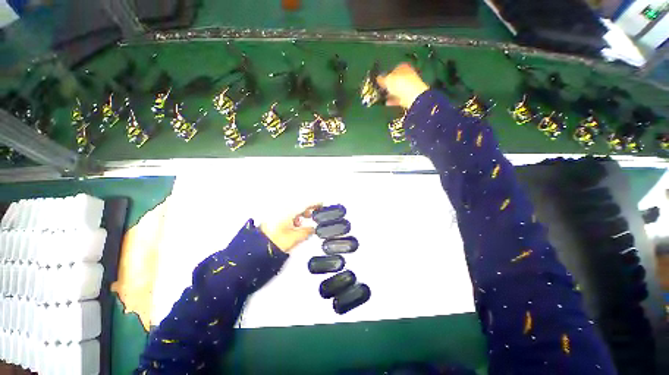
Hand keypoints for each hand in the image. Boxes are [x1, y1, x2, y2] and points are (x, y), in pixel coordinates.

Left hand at [260, 204, 321, 252]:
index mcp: (290, 210)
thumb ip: (308, 231)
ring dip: (300, 212)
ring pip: (293, 208)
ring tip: (303, 220)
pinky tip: (294, 223)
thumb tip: (313, 228)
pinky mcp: (274, 215)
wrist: (257, 246)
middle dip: (308, 209)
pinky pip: (287, 211)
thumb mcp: (295, 238)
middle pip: (299, 204)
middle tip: (314, 214)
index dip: (315, 203)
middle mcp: (283, 208)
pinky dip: (293, 215)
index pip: (306, 203)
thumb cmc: (273, 241)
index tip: (321, 204)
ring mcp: (278, 211)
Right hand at [377, 63, 428, 108]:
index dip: (386, 75)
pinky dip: (393, 100)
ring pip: (397, 90)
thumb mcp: (387, 80)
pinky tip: (386, 103)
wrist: (413, 97)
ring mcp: (409, 86)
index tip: (379, 81)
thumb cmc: (399, 83)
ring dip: (390, 94)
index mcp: (403, 67)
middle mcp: (407, 75)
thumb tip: (378, 78)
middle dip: (388, 85)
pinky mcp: (409, 97)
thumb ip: (382, 79)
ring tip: (382, 98)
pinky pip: (399, 98)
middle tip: (380, 90)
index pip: (393, 69)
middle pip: (395, 80)